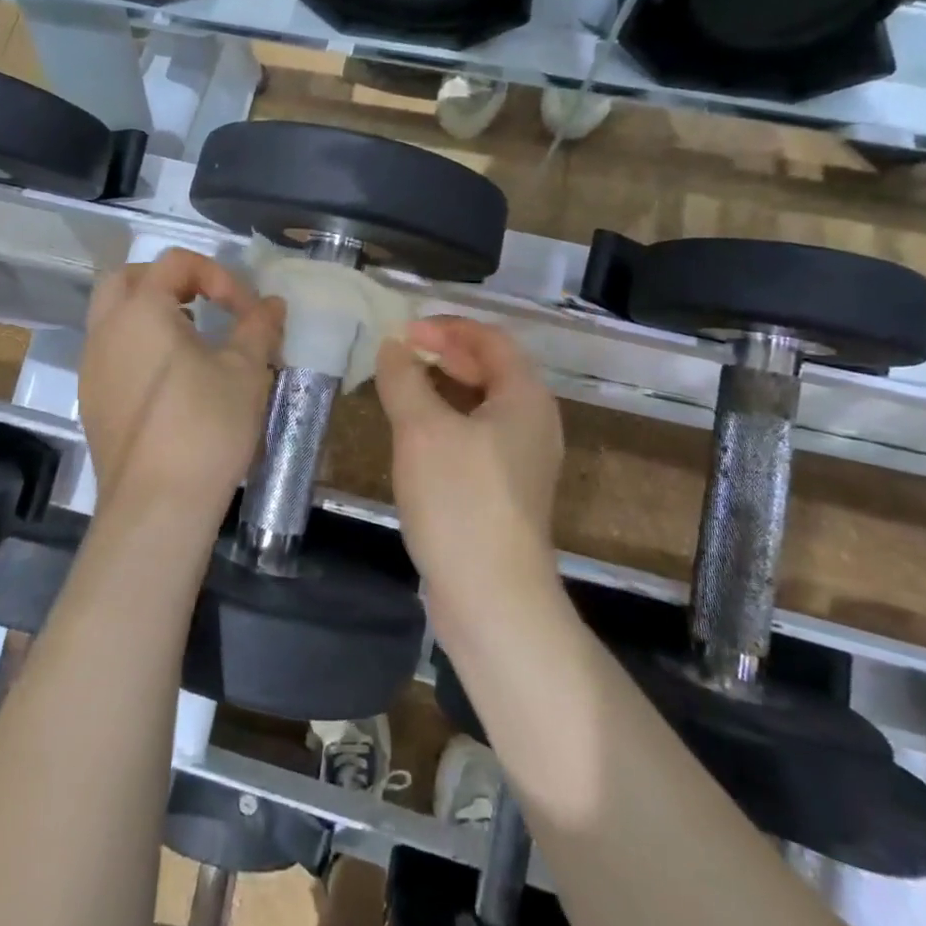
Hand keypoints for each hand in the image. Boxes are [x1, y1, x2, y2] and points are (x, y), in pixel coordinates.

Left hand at [79, 250, 282, 528]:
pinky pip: (110, 351)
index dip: (217, 275)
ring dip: (150, 312)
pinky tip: (171, 378)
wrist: (157, 505)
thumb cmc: (206, 426)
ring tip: (192, 338)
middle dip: (168, 281)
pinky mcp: (92, 399)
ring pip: (112, 315)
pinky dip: (137, 345)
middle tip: (204, 304)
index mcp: (141, 310)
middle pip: (127, 278)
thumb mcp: (245, 371)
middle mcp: (106, 330)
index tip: (246, 310)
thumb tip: (272, 304)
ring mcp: (92, 366)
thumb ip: (258, 327)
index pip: (175, 263)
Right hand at [374, 317, 564, 607]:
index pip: (490, 339)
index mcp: (525, 398)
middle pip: (490, 369)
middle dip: (445, 353)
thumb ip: (404, 379)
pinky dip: (447, 420)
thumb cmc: (460, 500)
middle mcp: (533, 422)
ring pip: (481, 404)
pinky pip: (476, 436)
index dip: (447, 327)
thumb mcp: (422, 430)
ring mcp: (522, 460)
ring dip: (443, 387)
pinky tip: (415, 434)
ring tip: (402, 386)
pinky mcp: (505, 490)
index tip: (404, 330)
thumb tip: (393, 346)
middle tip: (400, 353)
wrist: (492, 599)